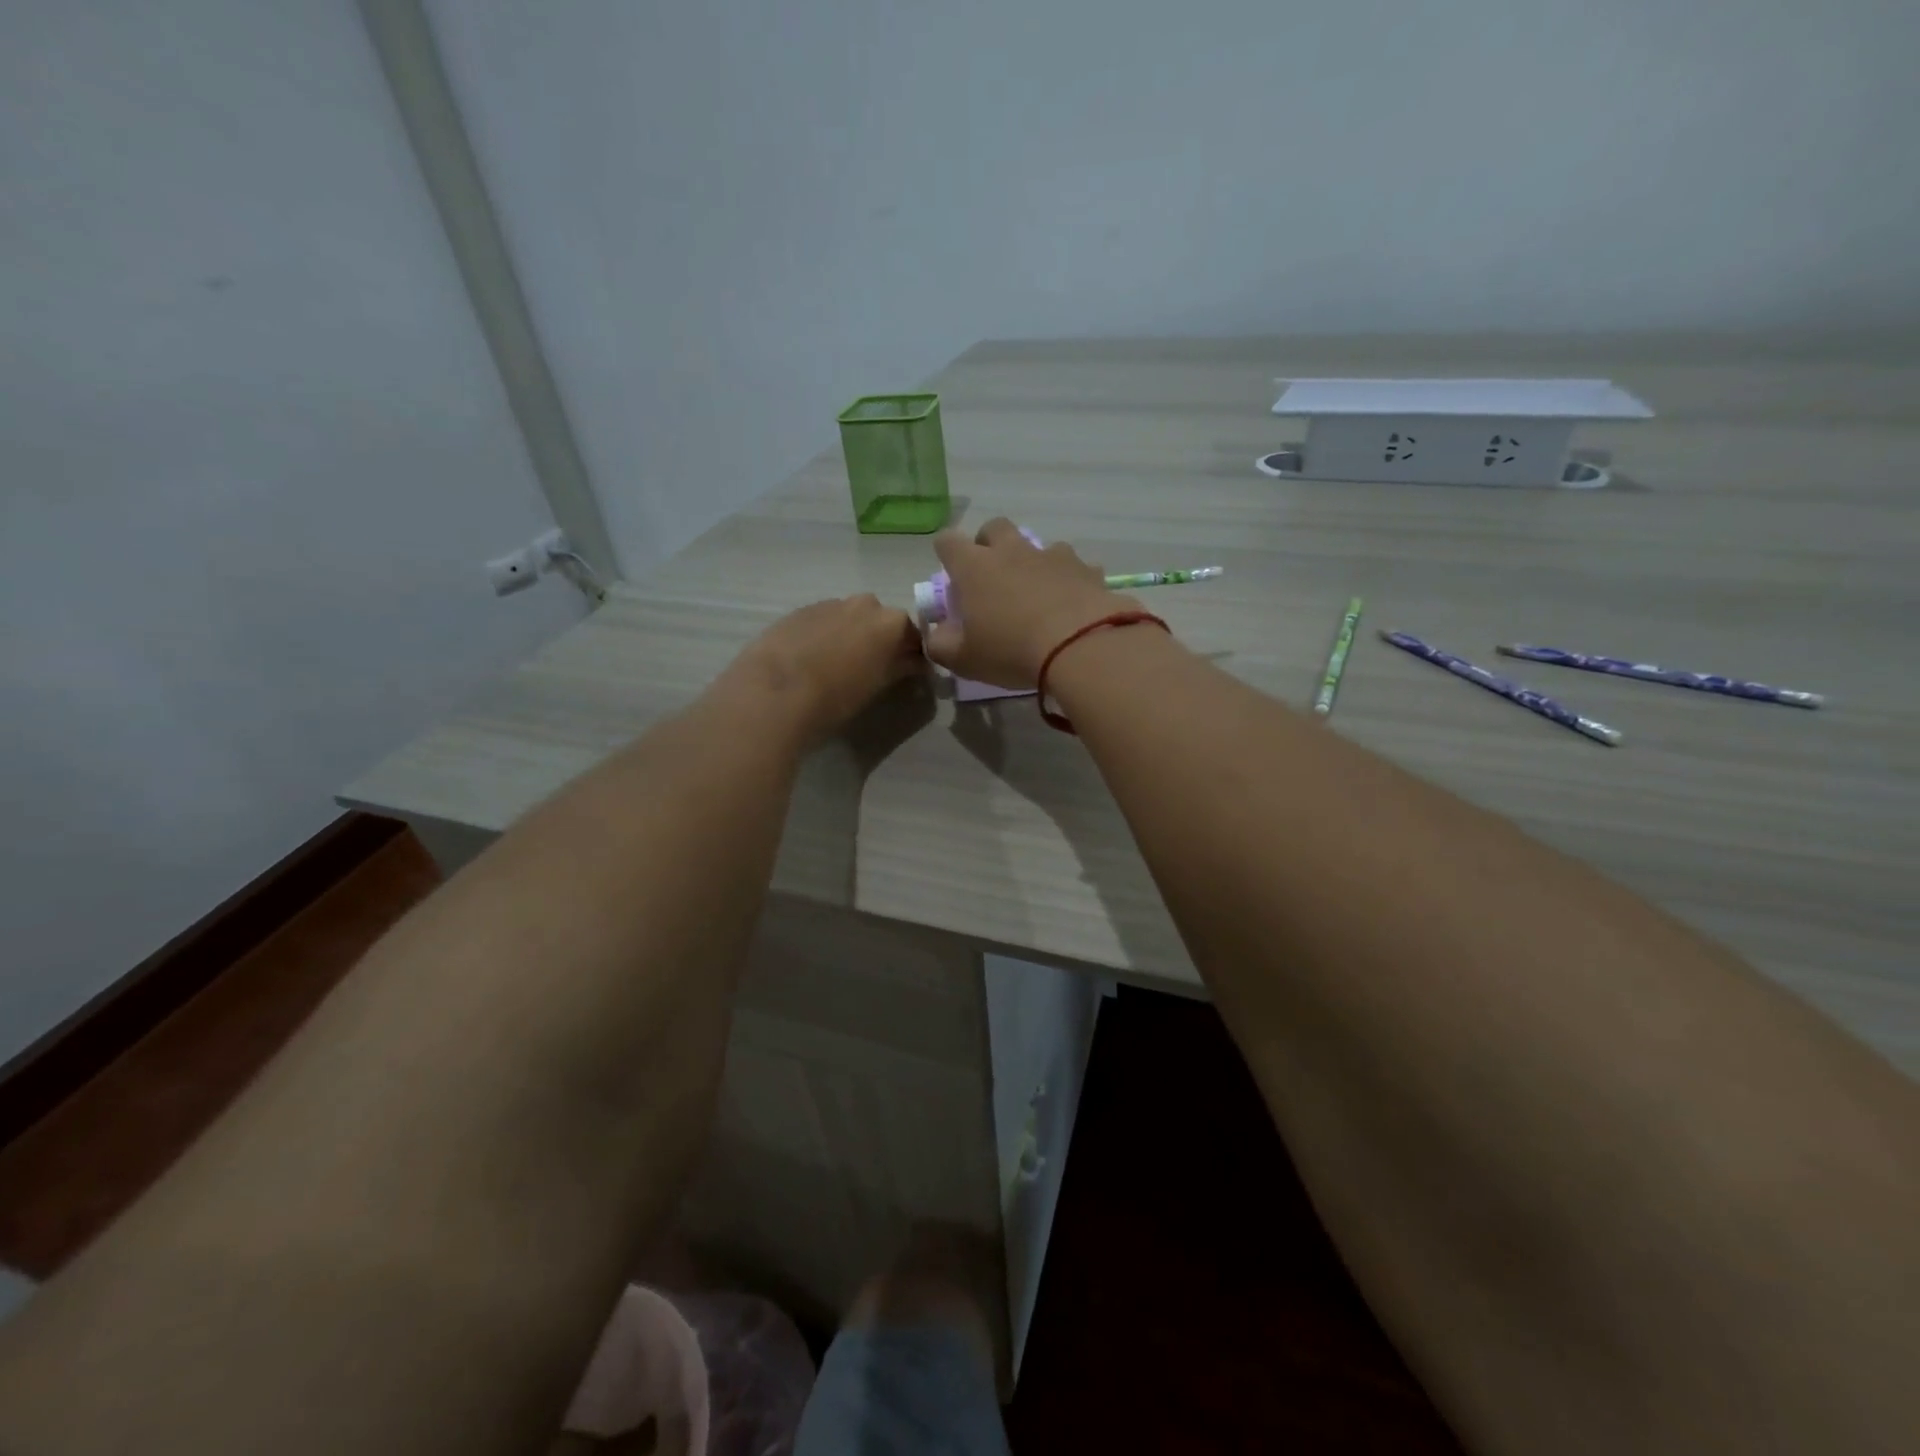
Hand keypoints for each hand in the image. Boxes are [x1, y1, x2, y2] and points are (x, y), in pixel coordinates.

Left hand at [721, 595, 923, 742]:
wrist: (775, 690)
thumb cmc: (836, 695)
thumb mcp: (877, 685)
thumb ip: (900, 668)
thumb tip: (913, 663)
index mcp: (891, 622)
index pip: (913, 636)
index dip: (912, 655)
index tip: (909, 672)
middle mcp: (864, 604)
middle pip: (880, 621)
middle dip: (880, 640)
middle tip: (872, 668)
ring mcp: (830, 603)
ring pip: (850, 618)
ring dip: (851, 635)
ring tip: (838, 664)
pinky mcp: (800, 610)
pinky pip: (824, 621)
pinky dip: (825, 635)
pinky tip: (813, 658)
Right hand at [923, 518, 1134, 688]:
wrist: (1081, 646)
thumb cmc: (1011, 651)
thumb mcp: (964, 660)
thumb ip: (941, 645)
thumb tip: (937, 634)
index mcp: (974, 567)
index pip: (948, 542)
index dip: (946, 554)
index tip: (952, 576)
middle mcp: (1011, 550)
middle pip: (994, 528)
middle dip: (989, 545)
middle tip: (992, 577)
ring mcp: (1051, 555)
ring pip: (1037, 545)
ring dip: (1032, 562)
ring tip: (1037, 593)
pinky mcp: (1085, 568)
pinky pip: (1073, 566)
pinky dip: (1068, 579)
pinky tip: (1072, 603)